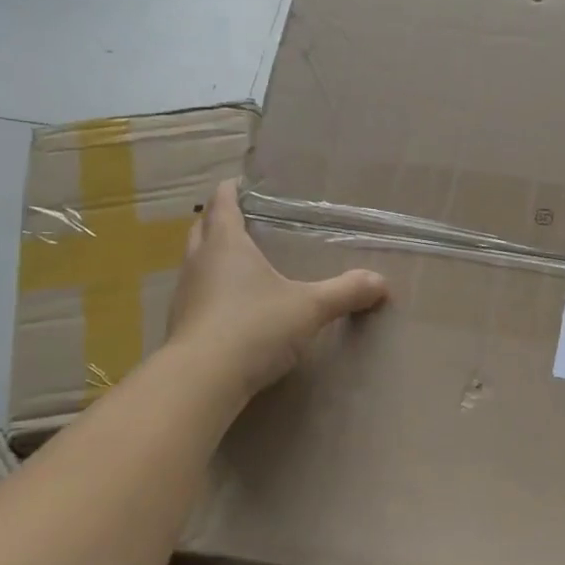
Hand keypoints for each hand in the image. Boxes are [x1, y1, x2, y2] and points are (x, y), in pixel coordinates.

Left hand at [166, 181, 388, 397]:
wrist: (202, 381)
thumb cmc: (255, 326)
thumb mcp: (310, 308)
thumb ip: (346, 292)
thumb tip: (382, 283)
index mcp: (225, 244)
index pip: (221, 203)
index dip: (231, 190)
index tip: (241, 183)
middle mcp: (199, 262)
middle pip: (202, 229)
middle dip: (219, 220)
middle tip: (244, 219)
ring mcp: (185, 295)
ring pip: (196, 262)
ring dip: (213, 256)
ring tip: (241, 260)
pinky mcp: (182, 325)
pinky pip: (198, 294)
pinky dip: (213, 289)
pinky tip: (234, 305)